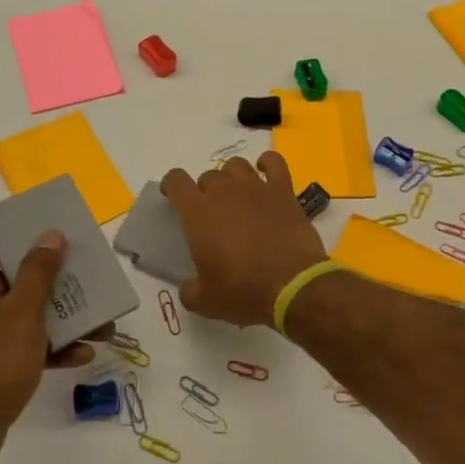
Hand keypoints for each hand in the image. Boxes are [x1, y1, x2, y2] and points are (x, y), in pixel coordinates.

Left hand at [0, 232, 106, 463]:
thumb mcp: (23, 312)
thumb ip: (39, 272)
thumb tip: (50, 234)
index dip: (22, 239)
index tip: (55, 241)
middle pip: (18, 279)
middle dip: (57, 282)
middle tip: (88, 279)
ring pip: (29, 314)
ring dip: (64, 317)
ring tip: (102, 325)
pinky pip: (28, 343)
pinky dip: (54, 346)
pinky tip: (84, 355)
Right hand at [160, 152, 326, 326]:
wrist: (292, 285)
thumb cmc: (243, 291)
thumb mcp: (206, 301)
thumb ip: (190, 290)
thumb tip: (189, 287)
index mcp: (198, 214)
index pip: (176, 181)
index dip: (172, 185)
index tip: (174, 196)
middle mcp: (224, 192)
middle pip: (208, 176)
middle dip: (206, 191)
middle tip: (213, 214)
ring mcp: (255, 187)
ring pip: (236, 165)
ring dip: (231, 176)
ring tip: (237, 194)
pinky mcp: (283, 190)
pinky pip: (274, 162)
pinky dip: (267, 163)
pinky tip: (265, 172)